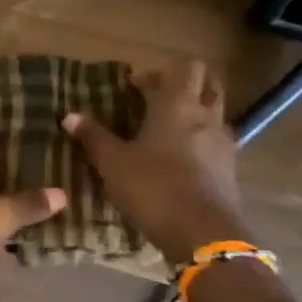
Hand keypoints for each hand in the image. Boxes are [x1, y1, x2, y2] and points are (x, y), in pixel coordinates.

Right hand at [62, 58, 248, 257]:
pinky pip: (218, 142)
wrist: (203, 234)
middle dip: (184, 85)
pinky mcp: (231, 169)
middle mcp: (206, 117)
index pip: (184, 67)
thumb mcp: (113, 163)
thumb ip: (93, 137)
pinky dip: (202, 142)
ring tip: (168, 131)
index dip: (158, 71)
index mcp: (178, 106)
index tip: (134, 87)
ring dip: (196, 113)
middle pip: (208, 84)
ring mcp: (224, 143)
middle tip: (156, 100)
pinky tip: (181, 161)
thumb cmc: (153, 188)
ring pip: (215, 113)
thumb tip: (70, 115)